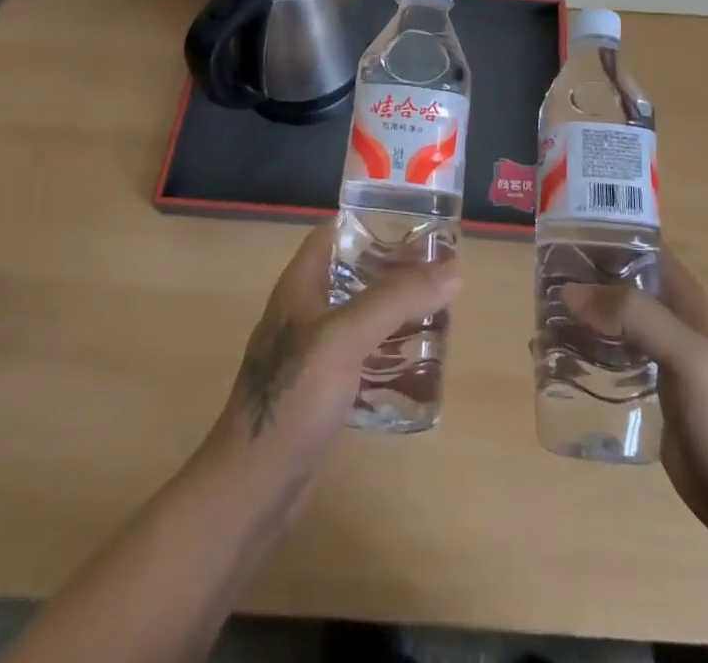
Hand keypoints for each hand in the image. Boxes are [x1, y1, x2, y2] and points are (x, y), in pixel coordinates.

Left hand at [201, 221, 460, 523]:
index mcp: (302, 284)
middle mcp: (306, 309)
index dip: (374, 220)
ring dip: (396, 309)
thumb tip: (453, 270)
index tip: (419, 222)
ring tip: (439, 310)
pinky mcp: (323, 387)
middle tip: (441, 270)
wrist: (253, 487)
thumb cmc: (293, 398)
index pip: (338, 231)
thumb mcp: (345, 337)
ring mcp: (313, 350)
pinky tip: (419, 360)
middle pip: (355, 271)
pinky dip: (390, 349)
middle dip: (396, 268)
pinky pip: (363, 353)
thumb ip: (395, 300)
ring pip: (362, 313)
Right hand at [565, 248, 707, 552]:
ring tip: (536, 319)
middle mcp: (665, 316)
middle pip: (614, 280)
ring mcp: (653, 353)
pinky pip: (603, 357)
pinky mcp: (642, 388)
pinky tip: (549, 360)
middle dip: (578, 277)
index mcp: (681, 296)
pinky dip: (577, 352)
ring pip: (605, 319)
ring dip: (574, 316)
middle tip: (536, 281)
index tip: (558, 235)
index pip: (637, 244)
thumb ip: (634, 316)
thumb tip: (569, 292)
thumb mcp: (686, 355)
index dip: (602, 233)